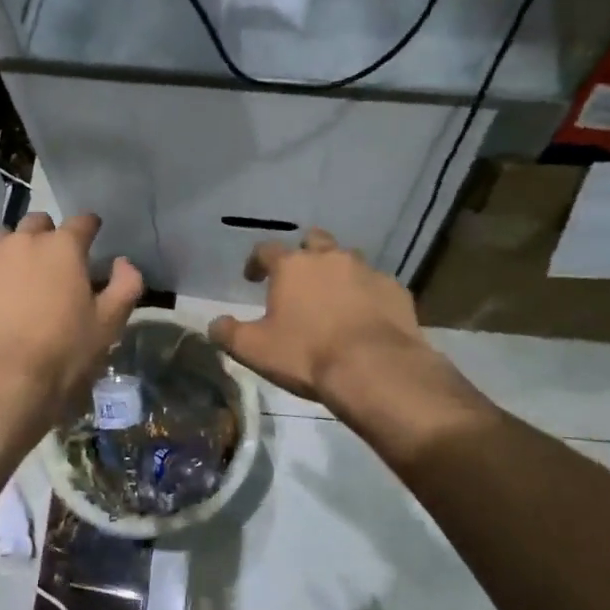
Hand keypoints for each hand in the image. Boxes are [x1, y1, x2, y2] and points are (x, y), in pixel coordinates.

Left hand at [0, 212, 143, 429]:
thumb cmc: (61, 353)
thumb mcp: (108, 325)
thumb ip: (125, 286)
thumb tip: (123, 262)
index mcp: (64, 247)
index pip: (82, 222)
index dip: (88, 229)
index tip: (90, 239)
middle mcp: (23, 239)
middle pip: (37, 223)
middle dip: (45, 237)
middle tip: (48, 266)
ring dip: (8, 251)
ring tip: (9, 279)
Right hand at [206, 229, 427, 402]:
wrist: (375, 369)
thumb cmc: (307, 354)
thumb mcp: (255, 350)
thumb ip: (228, 333)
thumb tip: (214, 324)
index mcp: (292, 266)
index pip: (266, 249)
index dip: (256, 262)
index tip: (252, 277)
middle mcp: (329, 257)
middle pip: (313, 240)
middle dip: (304, 254)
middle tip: (299, 278)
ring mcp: (366, 270)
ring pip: (348, 259)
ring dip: (338, 271)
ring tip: (333, 297)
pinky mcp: (395, 290)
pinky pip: (376, 285)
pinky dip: (367, 294)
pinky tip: (365, 316)